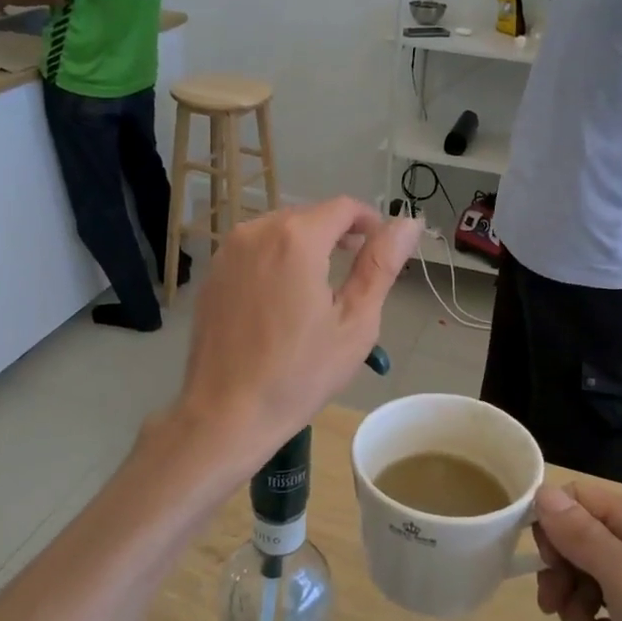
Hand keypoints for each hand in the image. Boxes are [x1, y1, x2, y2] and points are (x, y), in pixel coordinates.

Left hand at [171, 199, 420, 471]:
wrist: (226, 413)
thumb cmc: (300, 373)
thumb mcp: (355, 322)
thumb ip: (381, 264)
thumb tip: (409, 222)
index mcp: (297, 238)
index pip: (343, 207)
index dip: (369, 221)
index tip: (380, 250)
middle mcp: (257, 231)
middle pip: (309, 215)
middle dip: (337, 234)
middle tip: (356, 273)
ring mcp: (228, 251)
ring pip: (279, 230)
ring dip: (306, 246)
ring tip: (321, 287)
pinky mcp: (212, 273)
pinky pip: (253, 250)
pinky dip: (275, 260)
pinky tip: (282, 300)